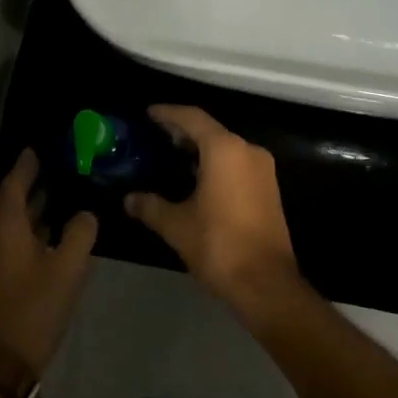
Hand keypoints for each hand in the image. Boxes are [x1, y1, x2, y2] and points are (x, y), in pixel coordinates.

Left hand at [0, 151, 97, 377]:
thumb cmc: (32, 308)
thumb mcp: (67, 269)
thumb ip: (80, 234)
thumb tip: (86, 214)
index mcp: (5, 224)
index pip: (15, 181)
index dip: (27, 163)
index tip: (41, 147)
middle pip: (11, 199)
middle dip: (32, 183)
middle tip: (59, 166)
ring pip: (11, 222)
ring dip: (32, 207)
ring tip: (60, 194)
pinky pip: (10, 239)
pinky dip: (29, 228)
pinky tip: (51, 233)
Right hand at [126, 106, 301, 320]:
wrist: (267, 284)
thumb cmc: (219, 246)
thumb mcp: (177, 226)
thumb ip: (151, 206)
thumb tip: (129, 199)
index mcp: (224, 150)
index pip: (192, 118)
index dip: (168, 113)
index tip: (149, 113)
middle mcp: (247, 150)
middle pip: (210, 129)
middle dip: (183, 130)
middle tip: (157, 135)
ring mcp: (262, 169)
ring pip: (226, 146)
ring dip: (201, 148)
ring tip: (173, 155)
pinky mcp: (268, 187)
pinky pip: (237, 162)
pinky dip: (216, 162)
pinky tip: (197, 178)